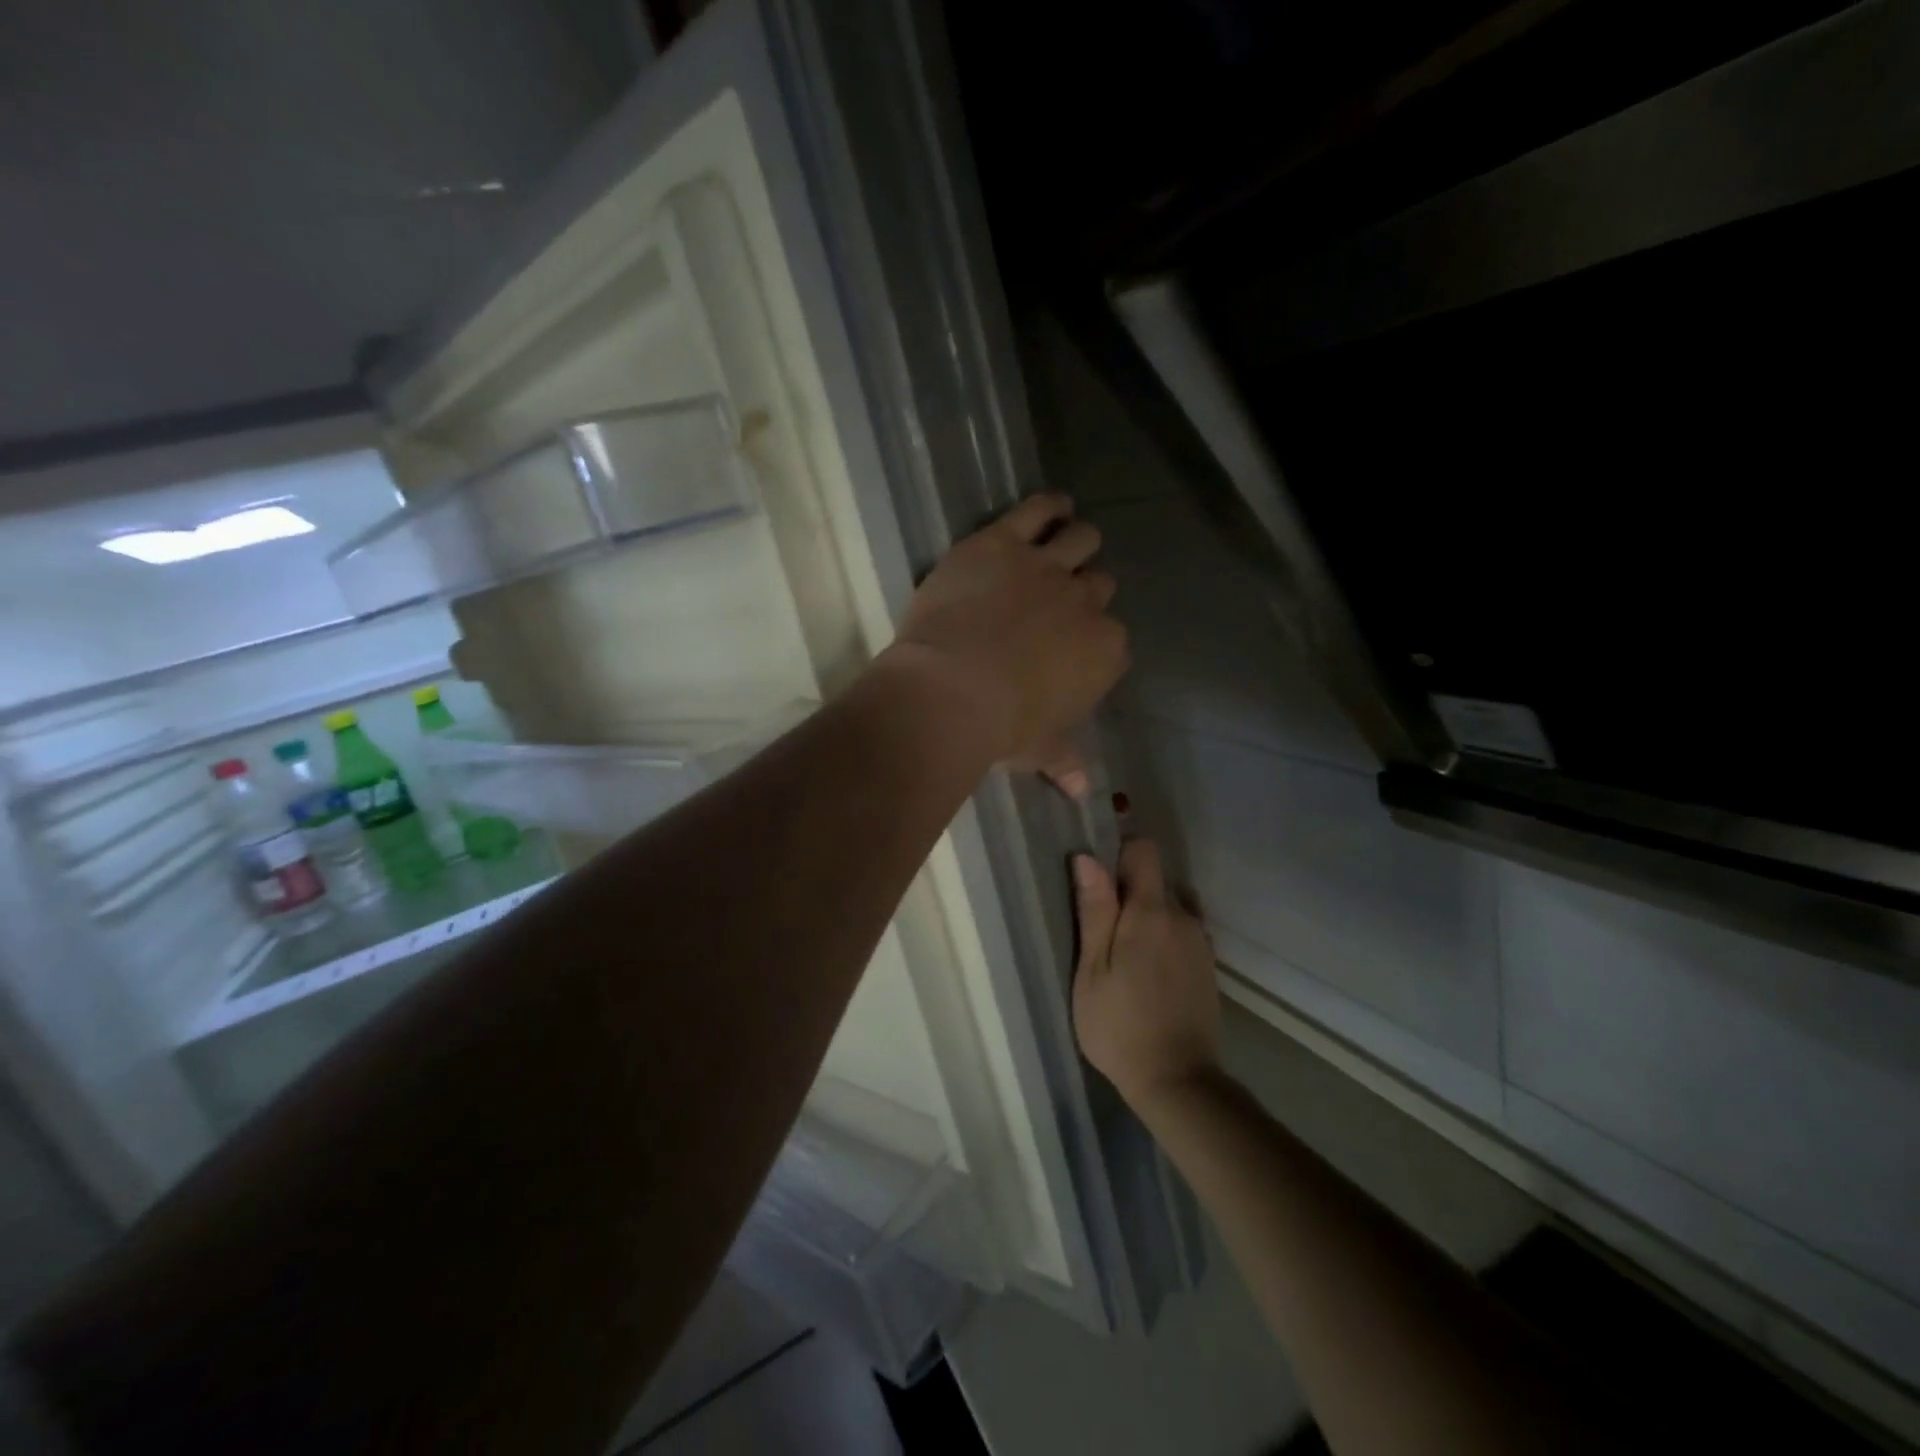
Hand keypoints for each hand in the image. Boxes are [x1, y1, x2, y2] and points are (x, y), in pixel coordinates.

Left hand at [882, 494, 1126, 787]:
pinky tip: (1053, 505)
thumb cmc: (1002, 728)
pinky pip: (1037, 509)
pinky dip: (1048, 505)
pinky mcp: (1003, 542)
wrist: (952, 690)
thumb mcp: (1038, 750)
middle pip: (1098, 584)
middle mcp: (1084, 602)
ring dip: (1078, 540)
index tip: (1075, 644)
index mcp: (1104, 651)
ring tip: (1069, 535)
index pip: (1113, 637)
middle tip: (1063, 596)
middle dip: (1085, 589)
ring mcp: (1045, 567)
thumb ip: (1064, 763)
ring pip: (1080, 539)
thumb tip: (1082, 793)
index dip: (1094, 637)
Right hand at [1072, 838, 1220, 1110]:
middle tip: (1101, 933)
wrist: (1177, 1080)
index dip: (1119, 854)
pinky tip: (1148, 972)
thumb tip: (1087, 857)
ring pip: (1171, 906)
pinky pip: (1183, 931)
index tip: (1099, 881)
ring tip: (1124, 956)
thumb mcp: (1092, 969)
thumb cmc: (1119, 1024)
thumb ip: (1095, 910)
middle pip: (1155, 880)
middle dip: (1129, 892)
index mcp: (1151, 912)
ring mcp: (1201, 942)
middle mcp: (1184, 917)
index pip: (1144, 850)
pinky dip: (1164, 938)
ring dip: (1147, 917)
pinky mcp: (1208, 966)